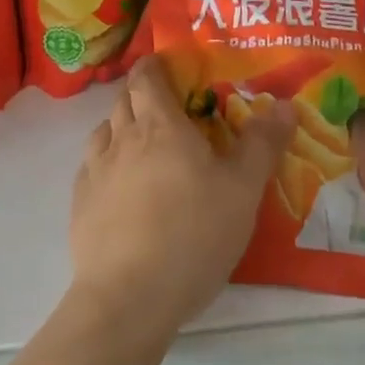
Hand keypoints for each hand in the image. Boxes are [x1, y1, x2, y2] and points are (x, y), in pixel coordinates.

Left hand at [70, 55, 295, 337]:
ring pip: (104, 131)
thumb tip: (285, 105)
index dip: (154, 67)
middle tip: (168, 110)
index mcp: (160, 126)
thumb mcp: (243, 190)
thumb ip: (262, 144)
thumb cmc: (193, 234)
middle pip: (124, 100)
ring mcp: (95, 171)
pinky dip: (107, 163)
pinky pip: (92, 167)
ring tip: (143, 146)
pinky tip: (122, 187)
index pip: (147, 77)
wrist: (129, 297)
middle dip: (142, 96)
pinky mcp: (80, 204)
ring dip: (122, 127)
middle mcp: (121, 138)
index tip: (169, 69)